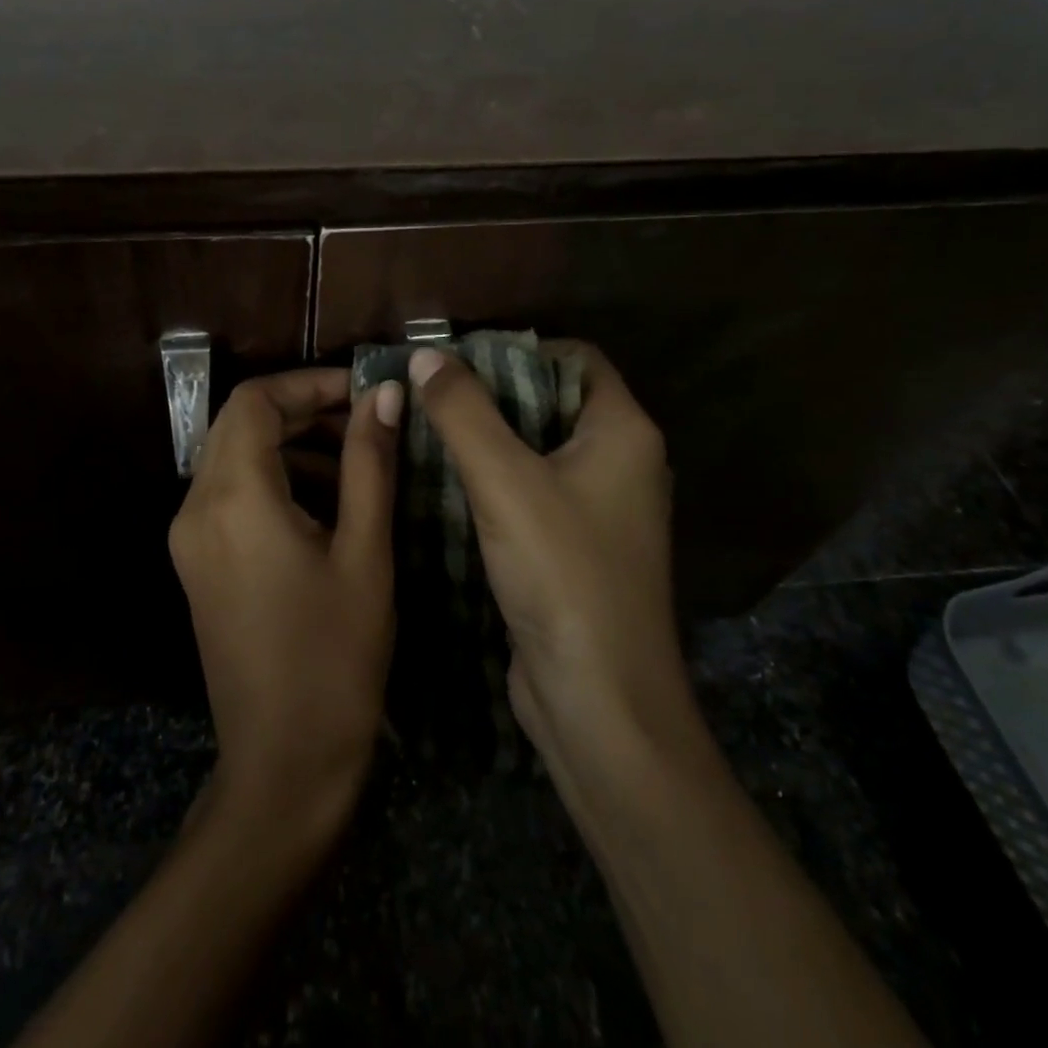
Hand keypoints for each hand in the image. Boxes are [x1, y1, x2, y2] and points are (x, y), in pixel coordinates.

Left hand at [169, 368, 404, 835]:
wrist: (284, 763)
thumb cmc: (335, 657)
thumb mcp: (364, 551)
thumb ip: (370, 463)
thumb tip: (386, 395)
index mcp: (234, 498)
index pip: (255, 400)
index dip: (309, 382)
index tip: (364, 392)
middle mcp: (196, 508)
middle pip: (240, 423)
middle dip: (303, 409)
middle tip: (366, 421)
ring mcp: (190, 538)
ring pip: (234, 456)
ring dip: (290, 443)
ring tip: (355, 459)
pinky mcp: (197, 563)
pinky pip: (231, 494)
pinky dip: (274, 479)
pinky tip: (325, 502)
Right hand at [407, 343, 697, 765]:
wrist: (598, 700)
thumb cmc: (563, 574)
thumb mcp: (505, 482)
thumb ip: (463, 412)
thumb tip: (424, 355)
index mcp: (624, 432)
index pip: (576, 358)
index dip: (519, 348)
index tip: (458, 355)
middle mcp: (621, 462)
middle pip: (552, 400)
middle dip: (492, 391)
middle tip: (428, 388)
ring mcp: (599, 507)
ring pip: (537, 448)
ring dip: (487, 436)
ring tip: (424, 424)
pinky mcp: (574, 545)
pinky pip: (531, 490)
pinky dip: (493, 477)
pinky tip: (443, 478)